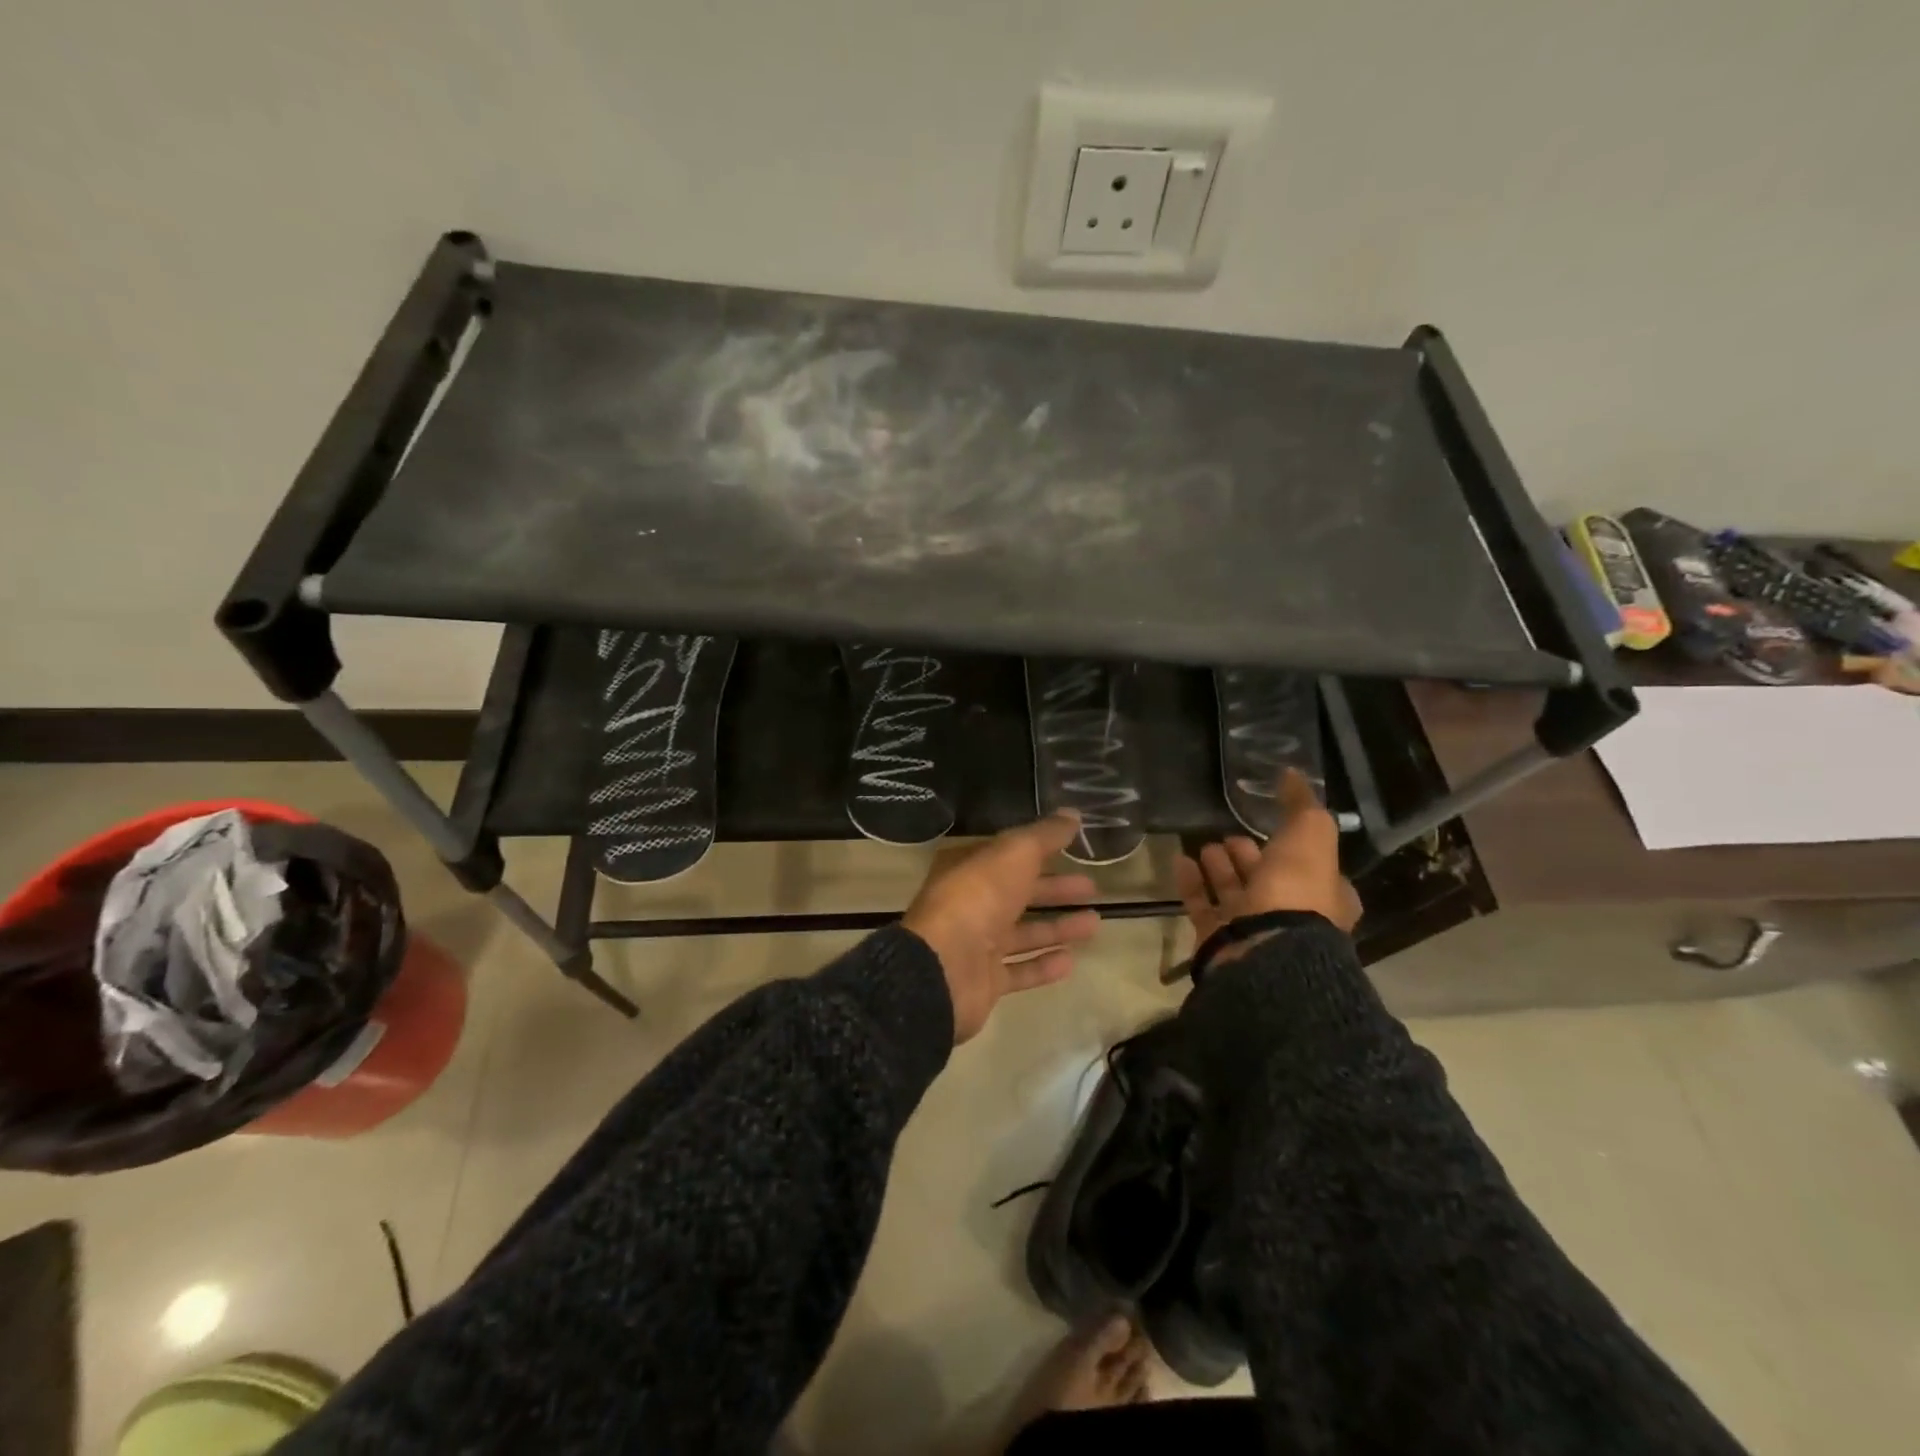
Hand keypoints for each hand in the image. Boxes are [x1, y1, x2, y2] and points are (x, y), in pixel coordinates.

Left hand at [902, 812, 1101, 1042]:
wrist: (943, 969)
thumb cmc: (977, 899)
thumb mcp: (1014, 854)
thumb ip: (1044, 835)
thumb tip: (1072, 813)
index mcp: (968, 868)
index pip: (1007, 855)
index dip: (1040, 850)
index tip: (1074, 848)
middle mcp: (970, 903)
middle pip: (1019, 892)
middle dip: (1055, 889)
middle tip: (1092, 886)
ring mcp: (975, 944)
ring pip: (1023, 932)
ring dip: (1057, 927)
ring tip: (1095, 923)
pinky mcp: (985, 981)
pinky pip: (1020, 970)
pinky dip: (1044, 964)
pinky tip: (1071, 961)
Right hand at [1175, 769, 1361, 941]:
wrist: (1264, 949)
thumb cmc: (1296, 891)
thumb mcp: (1310, 836)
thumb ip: (1302, 806)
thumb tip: (1294, 774)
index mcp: (1325, 896)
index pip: (1311, 867)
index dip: (1292, 847)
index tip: (1269, 826)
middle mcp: (1292, 916)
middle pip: (1267, 880)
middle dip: (1249, 856)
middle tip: (1229, 835)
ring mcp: (1253, 930)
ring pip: (1234, 893)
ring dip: (1220, 868)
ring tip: (1205, 845)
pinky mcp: (1218, 939)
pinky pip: (1202, 905)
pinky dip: (1192, 883)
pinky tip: (1180, 861)